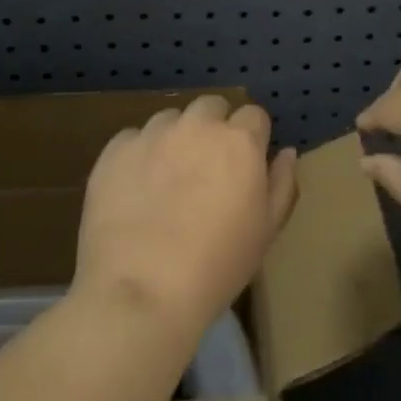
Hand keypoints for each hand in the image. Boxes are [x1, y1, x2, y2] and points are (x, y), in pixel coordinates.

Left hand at [73, 95, 298, 347]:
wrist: (142, 293)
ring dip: (175, 138)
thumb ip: (282, 183)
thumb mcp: (267, 230)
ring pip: (170, 119)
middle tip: (207, 169)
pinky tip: (135, 189)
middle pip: (211, 107)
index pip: (253, 115)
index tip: (245, 166)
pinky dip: (138, 155)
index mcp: (240, 140)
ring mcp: (152, 134)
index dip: (251, 138)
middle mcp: (197, 125)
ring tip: (167, 179)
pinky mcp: (114, 151)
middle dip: (214, 128)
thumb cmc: (218, 266)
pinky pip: (132, 139)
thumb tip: (285, 152)